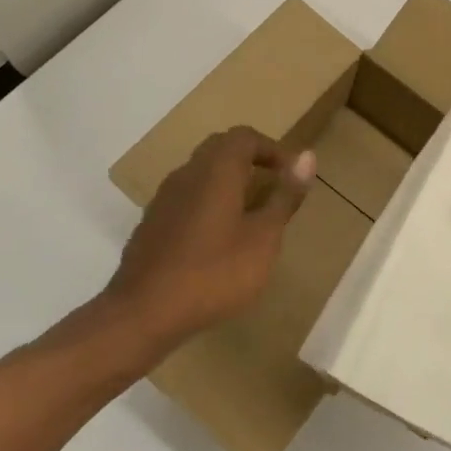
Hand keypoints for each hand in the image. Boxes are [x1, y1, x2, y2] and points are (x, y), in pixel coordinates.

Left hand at [102, 127, 315, 365]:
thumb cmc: (214, 273)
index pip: (245, 137)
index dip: (272, 149)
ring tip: (249, 214)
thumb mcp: (263, 238)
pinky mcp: (151, 224)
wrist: (143, 314)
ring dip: (227, 182)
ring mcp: (164, 199)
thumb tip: (307, 156)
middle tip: (273, 186)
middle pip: (220, 149)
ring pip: (200, 173)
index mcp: (216, 170)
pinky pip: (186, 198)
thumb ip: (285, 196)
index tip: (291, 174)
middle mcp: (187, 174)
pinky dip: (208, 204)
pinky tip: (216, 240)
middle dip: (250, 160)